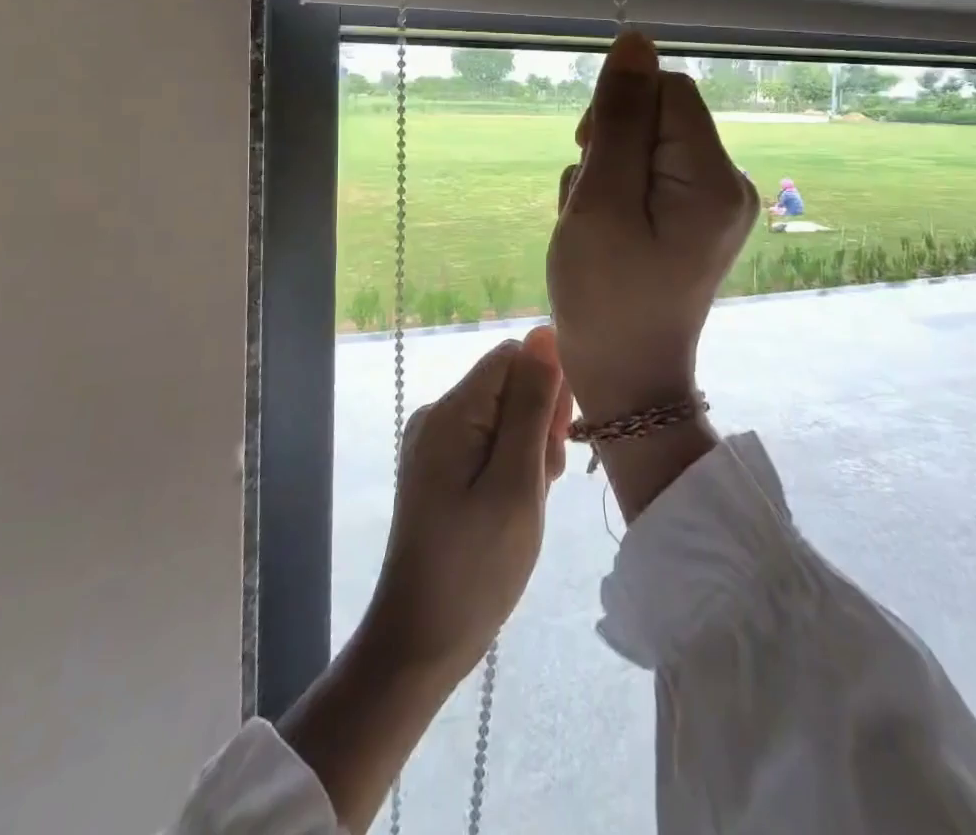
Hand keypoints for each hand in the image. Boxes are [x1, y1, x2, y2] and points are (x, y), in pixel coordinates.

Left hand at [361, 328, 572, 682]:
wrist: (419, 644)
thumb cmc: (476, 568)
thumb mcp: (517, 483)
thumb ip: (533, 405)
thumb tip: (545, 333)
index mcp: (452, 411)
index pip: (514, 357)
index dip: (547, 387)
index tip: (556, 442)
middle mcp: (439, 414)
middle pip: (509, 384)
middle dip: (539, 422)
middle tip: (543, 481)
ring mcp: (436, 442)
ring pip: (505, 416)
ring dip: (529, 449)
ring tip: (529, 501)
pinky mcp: (439, 468)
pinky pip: (488, 442)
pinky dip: (511, 465)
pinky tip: (514, 504)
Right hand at [547, 32, 759, 424]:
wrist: (628, 381)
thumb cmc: (606, 296)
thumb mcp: (601, 201)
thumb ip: (618, 119)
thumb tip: (635, 42)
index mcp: (712, 176)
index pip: (669, 91)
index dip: (619, 108)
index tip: (587, 153)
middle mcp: (726, 182)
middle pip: (658, 117)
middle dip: (609, 148)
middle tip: (588, 204)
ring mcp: (713, 204)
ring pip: (646, 148)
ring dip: (606, 175)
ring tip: (592, 227)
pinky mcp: (695, 221)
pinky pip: (651, 178)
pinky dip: (618, 195)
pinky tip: (604, 235)